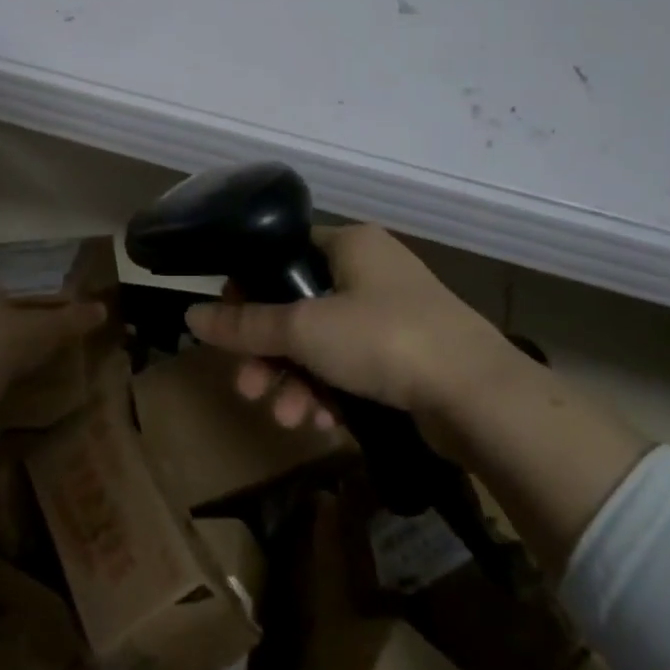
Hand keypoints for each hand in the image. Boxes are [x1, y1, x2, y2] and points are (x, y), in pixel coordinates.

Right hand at [188, 223, 650, 570]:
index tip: (227, 327)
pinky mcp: (405, 355)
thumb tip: (190, 314)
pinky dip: (330, 393)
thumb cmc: (384, 339)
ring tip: (287, 419)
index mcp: (350, 244)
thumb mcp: (305, 330)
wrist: (479, 397)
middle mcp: (370, 271)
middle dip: (269, 354)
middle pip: (298, 308)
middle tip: (247, 388)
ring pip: (322, 345)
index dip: (248, 289)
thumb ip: (245, 325)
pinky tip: (322, 425)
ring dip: (296, 382)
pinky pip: (350, 368)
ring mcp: (391, 315)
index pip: (282, 255)